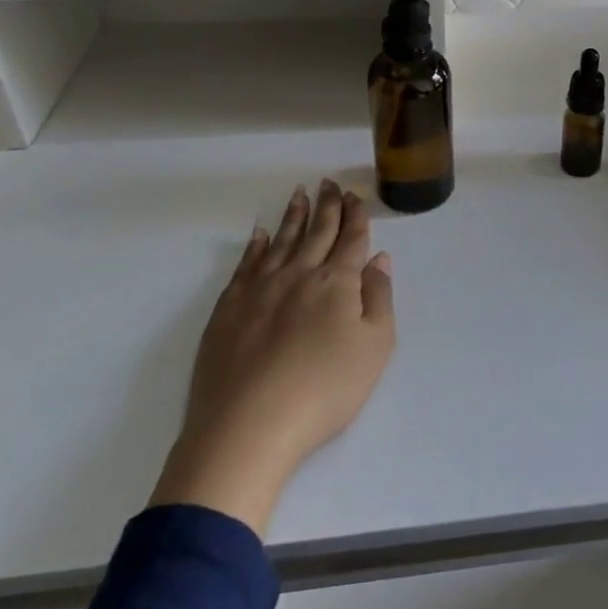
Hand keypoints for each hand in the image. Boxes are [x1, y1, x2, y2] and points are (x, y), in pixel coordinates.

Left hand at [150, 182, 395, 535]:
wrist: (248, 425)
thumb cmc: (324, 390)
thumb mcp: (374, 348)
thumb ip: (379, 298)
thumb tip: (378, 259)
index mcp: (336, 283)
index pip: (350, 239)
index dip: (355, 216)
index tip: (355, 195)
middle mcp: (298, 274)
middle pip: (317, 232)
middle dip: (327, 206)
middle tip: (329, 182)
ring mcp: (259, 289)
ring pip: (281, 241)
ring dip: (293, 216)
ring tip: (300, 194)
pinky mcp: (228, 308)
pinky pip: (245, 264)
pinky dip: (255, 246)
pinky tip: (259, 234)